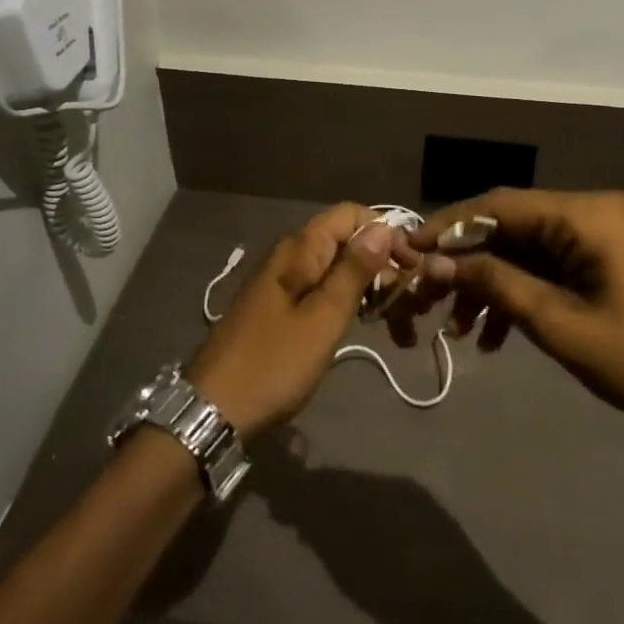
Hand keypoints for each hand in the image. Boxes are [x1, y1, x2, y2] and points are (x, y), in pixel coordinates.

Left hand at [186, 203, 413, 437]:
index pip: (350, 214)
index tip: (410, 265)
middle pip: (343, 239)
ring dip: (365, 283)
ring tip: (391, 315)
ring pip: (333, 266)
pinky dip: (344, 299)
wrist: (214, 409)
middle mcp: (289, 255)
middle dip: (378, 260)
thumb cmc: (274, 363)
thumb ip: (353, 270)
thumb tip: (382, 226)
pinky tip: (360, 321)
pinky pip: (319, 288)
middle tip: (405, 299)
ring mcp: (281, 281)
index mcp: (299, 249)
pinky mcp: (278, 306)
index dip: (384, 232)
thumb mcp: (323, 318)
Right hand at [401, 189, 623, 439]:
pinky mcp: (605, 258)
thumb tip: (435, 261)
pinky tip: (494, 334)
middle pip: (510, 225)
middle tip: (429, 295)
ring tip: (460, 328)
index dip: (448, 226)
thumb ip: (494, 282)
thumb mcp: (557, 322)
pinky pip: (549, 264)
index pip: (498, 205)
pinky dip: (520, 291)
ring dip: (491, 282)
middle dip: (467, 262)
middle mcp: (591, 210)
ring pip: (525, 248)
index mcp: (584, 214)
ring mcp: (601, 234)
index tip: (409, 249)